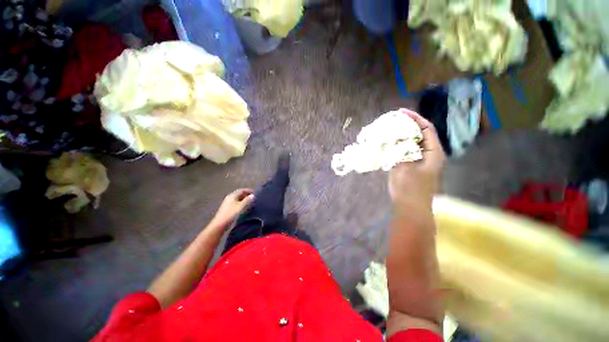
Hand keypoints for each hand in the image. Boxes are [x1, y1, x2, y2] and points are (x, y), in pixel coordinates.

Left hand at [212, 189, 254, 227]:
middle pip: (239, 194)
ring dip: (244, 200)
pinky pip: (236, 203)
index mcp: (232, 195)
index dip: (249, 191)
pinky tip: (245, 207)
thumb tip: (253, 195)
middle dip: (247, 195)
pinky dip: (241, 203)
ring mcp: (228, 203)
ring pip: (238, 199)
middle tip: (254, 198)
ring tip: (251, 203)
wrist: (220, 224)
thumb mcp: (241, 206)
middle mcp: (229, 197)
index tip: (255, 193)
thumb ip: (247, 200)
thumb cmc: (231, 214)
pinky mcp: (227, 208)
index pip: (242, 190)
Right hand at [389, 110, 444, 212]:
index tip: (400, 112)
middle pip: (419, 134)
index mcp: (433, 152)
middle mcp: (429, 154)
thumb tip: (394, 134)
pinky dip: (398, 146)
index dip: (414, 118)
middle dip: (407, 126)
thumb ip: (400, 149)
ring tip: (389, 131)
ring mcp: (420, 162)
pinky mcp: (412, 167)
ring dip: (401, 136)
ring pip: (412, 143)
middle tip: (392, 121)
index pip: (426, 128)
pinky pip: (406, 152)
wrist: (411, 208)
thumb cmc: (410, 187)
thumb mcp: (404, 165)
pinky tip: (388, 145)